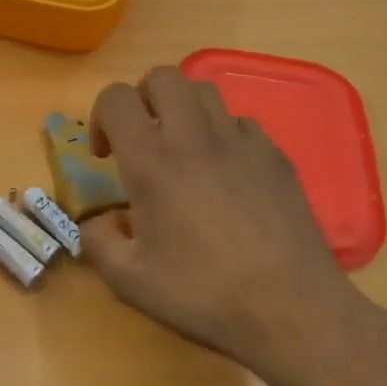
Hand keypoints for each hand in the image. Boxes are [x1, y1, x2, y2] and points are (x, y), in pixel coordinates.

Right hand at [80, 67, 357, 369]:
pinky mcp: (275, 156)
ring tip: (183, 150)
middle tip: (144, 139)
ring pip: (205, 91)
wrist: (292, 308)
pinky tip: (226, 174)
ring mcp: (241, 141)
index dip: (101, 116)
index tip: (106, 155)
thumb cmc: (204, 293)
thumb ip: (97, 242)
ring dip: (184, 109)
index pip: (116, 97)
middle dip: (144, 98)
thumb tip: (94, 222)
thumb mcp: (130, 281)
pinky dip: (223, 134)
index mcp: (151, 160)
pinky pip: (241, 122)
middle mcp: (194, 137)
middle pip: (163, 76)